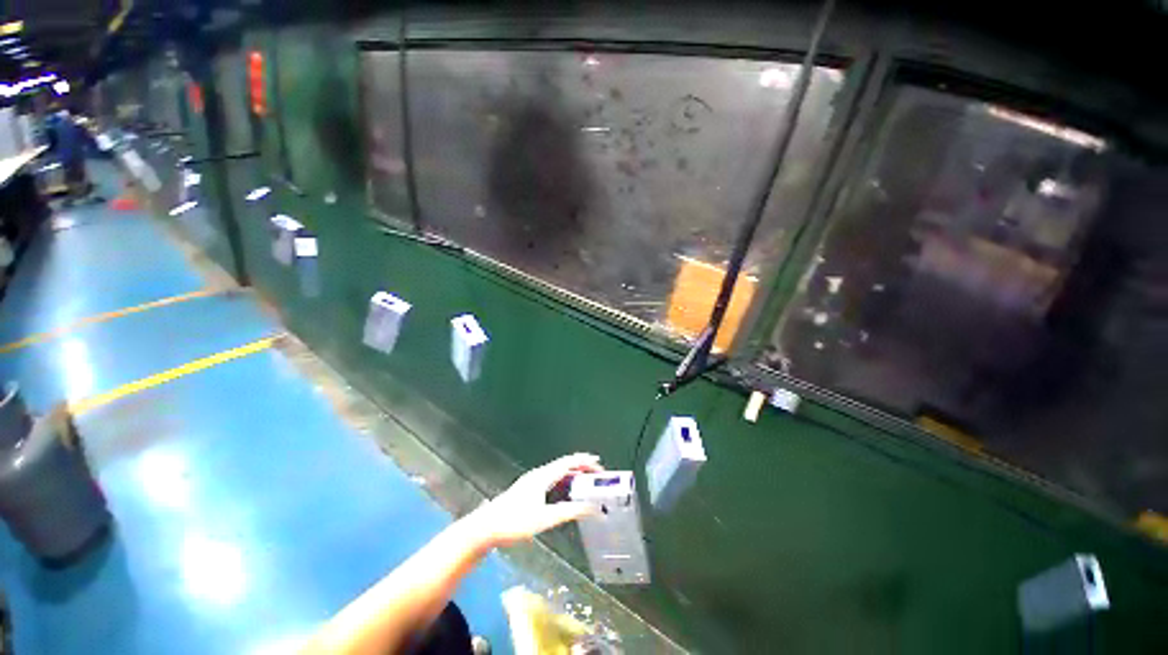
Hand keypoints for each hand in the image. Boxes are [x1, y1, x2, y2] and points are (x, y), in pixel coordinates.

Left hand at [466, 453, 603, 548]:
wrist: (485, 528)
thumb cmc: (514, 522)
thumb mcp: (545, 519)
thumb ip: (569, 512)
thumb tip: (592, 508)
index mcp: (543, 476)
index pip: (568, 462)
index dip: (584, 461)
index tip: (599, 465)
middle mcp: (538, 474)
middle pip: (563, 465)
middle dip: (581, 467)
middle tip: (596, 474)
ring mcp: (531, 481)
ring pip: (556, 472)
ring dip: (572, 474)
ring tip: (585, 482)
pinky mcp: (526, 490)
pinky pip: (550, 479)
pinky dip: (563, 481)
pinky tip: (564, 492)